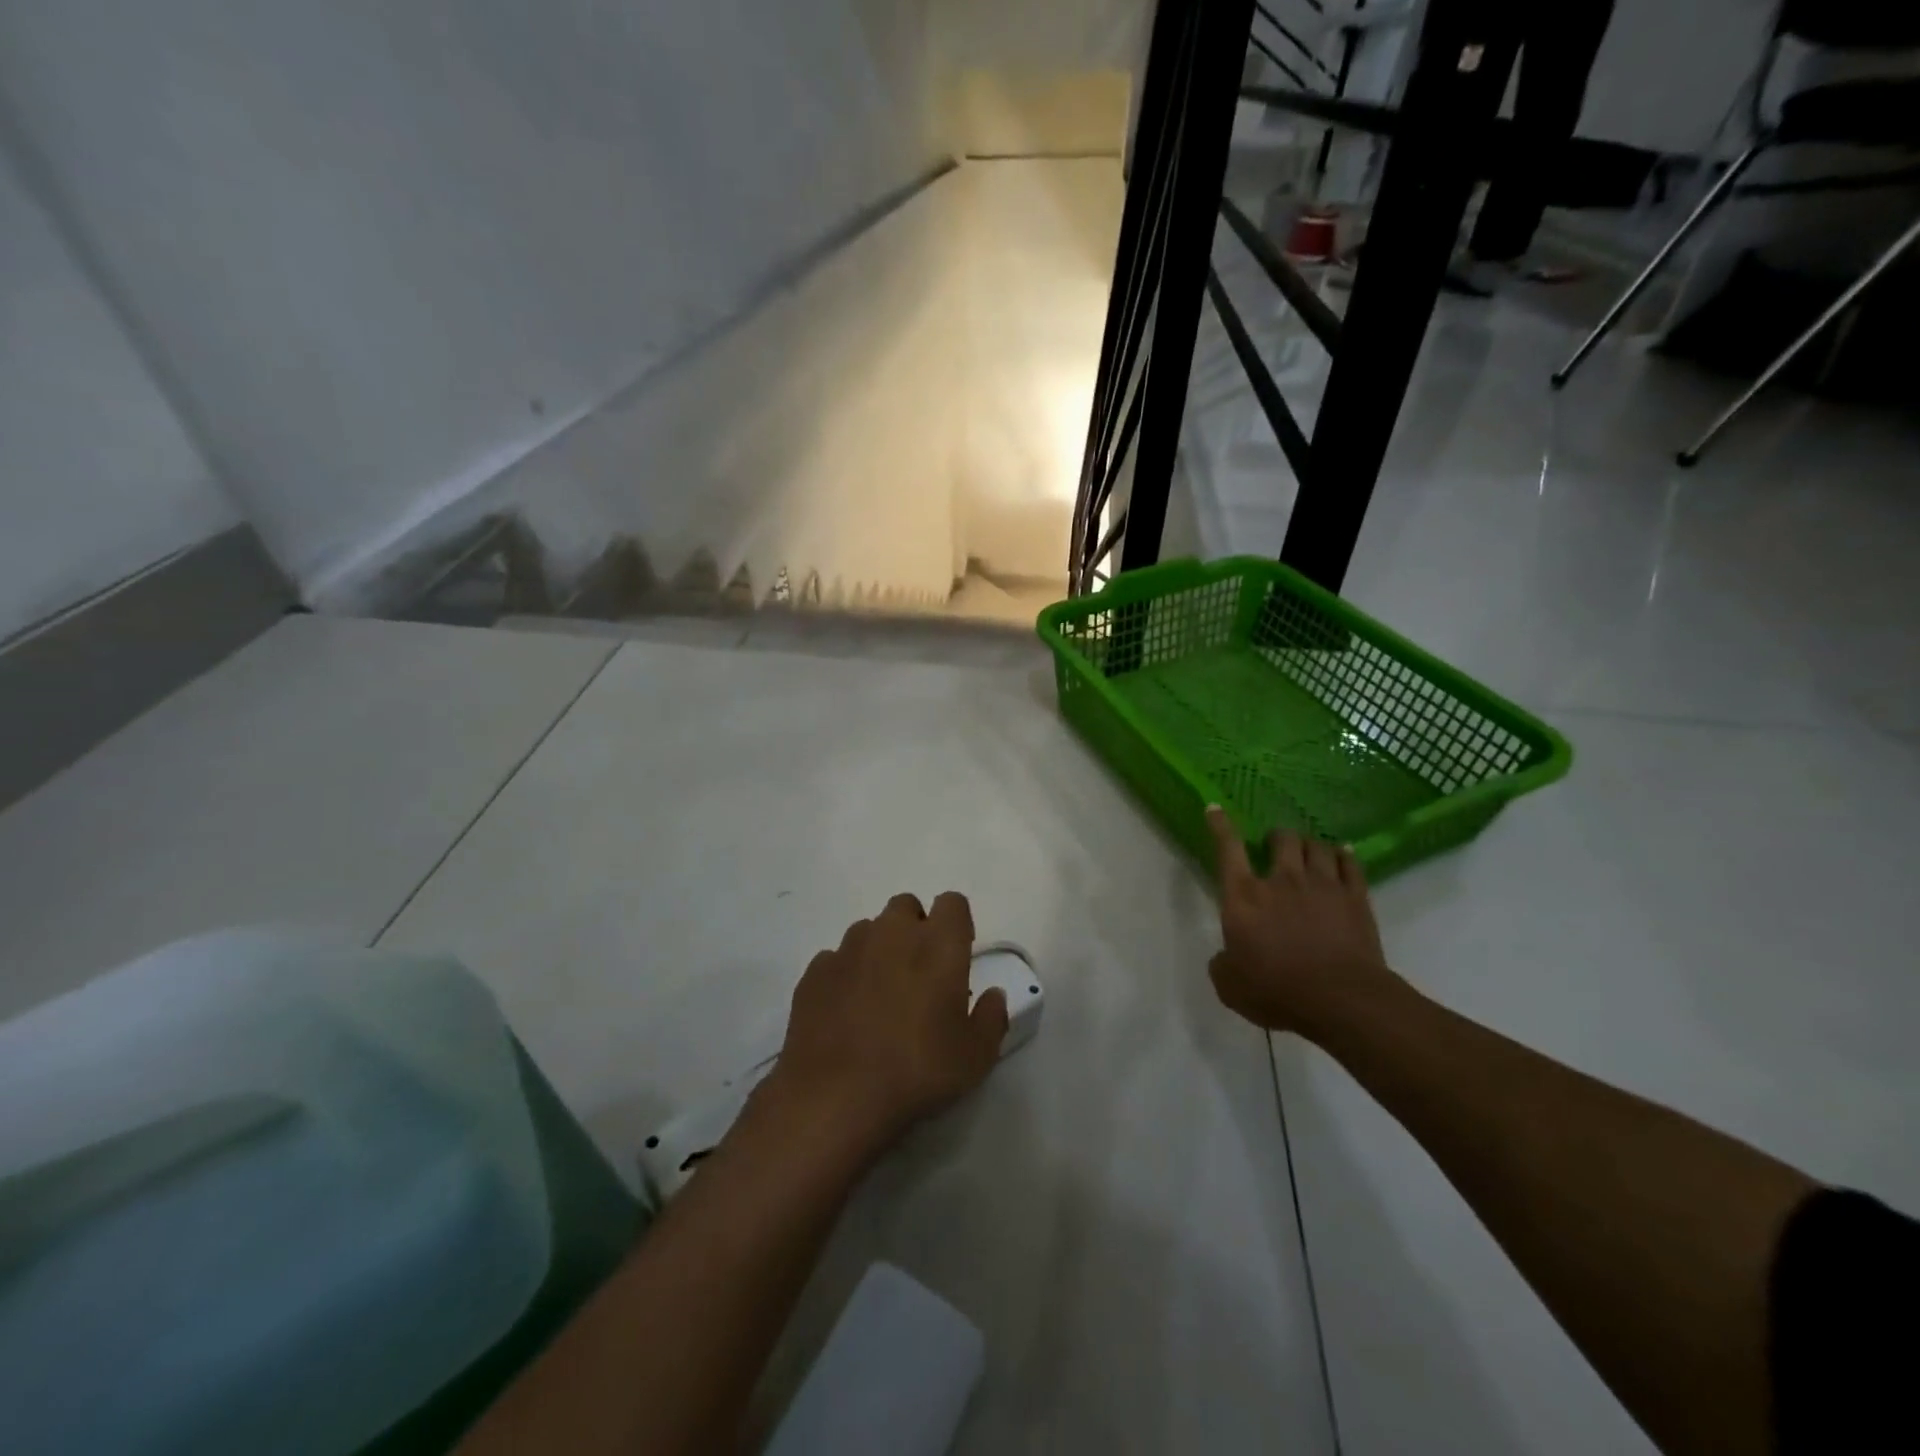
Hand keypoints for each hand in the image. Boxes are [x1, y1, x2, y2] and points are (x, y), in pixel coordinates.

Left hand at [768, 892, 1008, 1156]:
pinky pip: (836, 959)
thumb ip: (990, 1018)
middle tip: (919, 974)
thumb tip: (993, 995)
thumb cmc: (917, 1071)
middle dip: (915, 929)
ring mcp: (848, 948)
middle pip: (906, 907)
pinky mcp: (815, 971)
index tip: (957, 955)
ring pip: (869, 930)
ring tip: (879, 996)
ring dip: (879, 950)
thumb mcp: (975, 1057)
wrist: (834, 1095)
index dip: (957, 924)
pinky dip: (845, 975)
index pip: (953, 903)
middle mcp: (892, 933)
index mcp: (938, 943)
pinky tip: (845, 1012)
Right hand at [1206, 806, 1399, 1037]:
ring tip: (1308, 852)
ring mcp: (1322, 885)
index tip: (1216, 808)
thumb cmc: (1277, 992)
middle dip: (1277, 837)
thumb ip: (1222, 963)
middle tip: (1275, 847)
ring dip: (1309, 845)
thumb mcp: (1230, 985)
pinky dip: (1343, 855)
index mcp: (1244, 897)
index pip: (1228, 848)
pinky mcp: (1355, 897)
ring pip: (1316, 845)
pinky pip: (1350, 862)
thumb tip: (1226, 955)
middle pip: (1282, 838)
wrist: (1342, 1000)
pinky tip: (1341, 855)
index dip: (1221, 825)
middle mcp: (1282, 881)